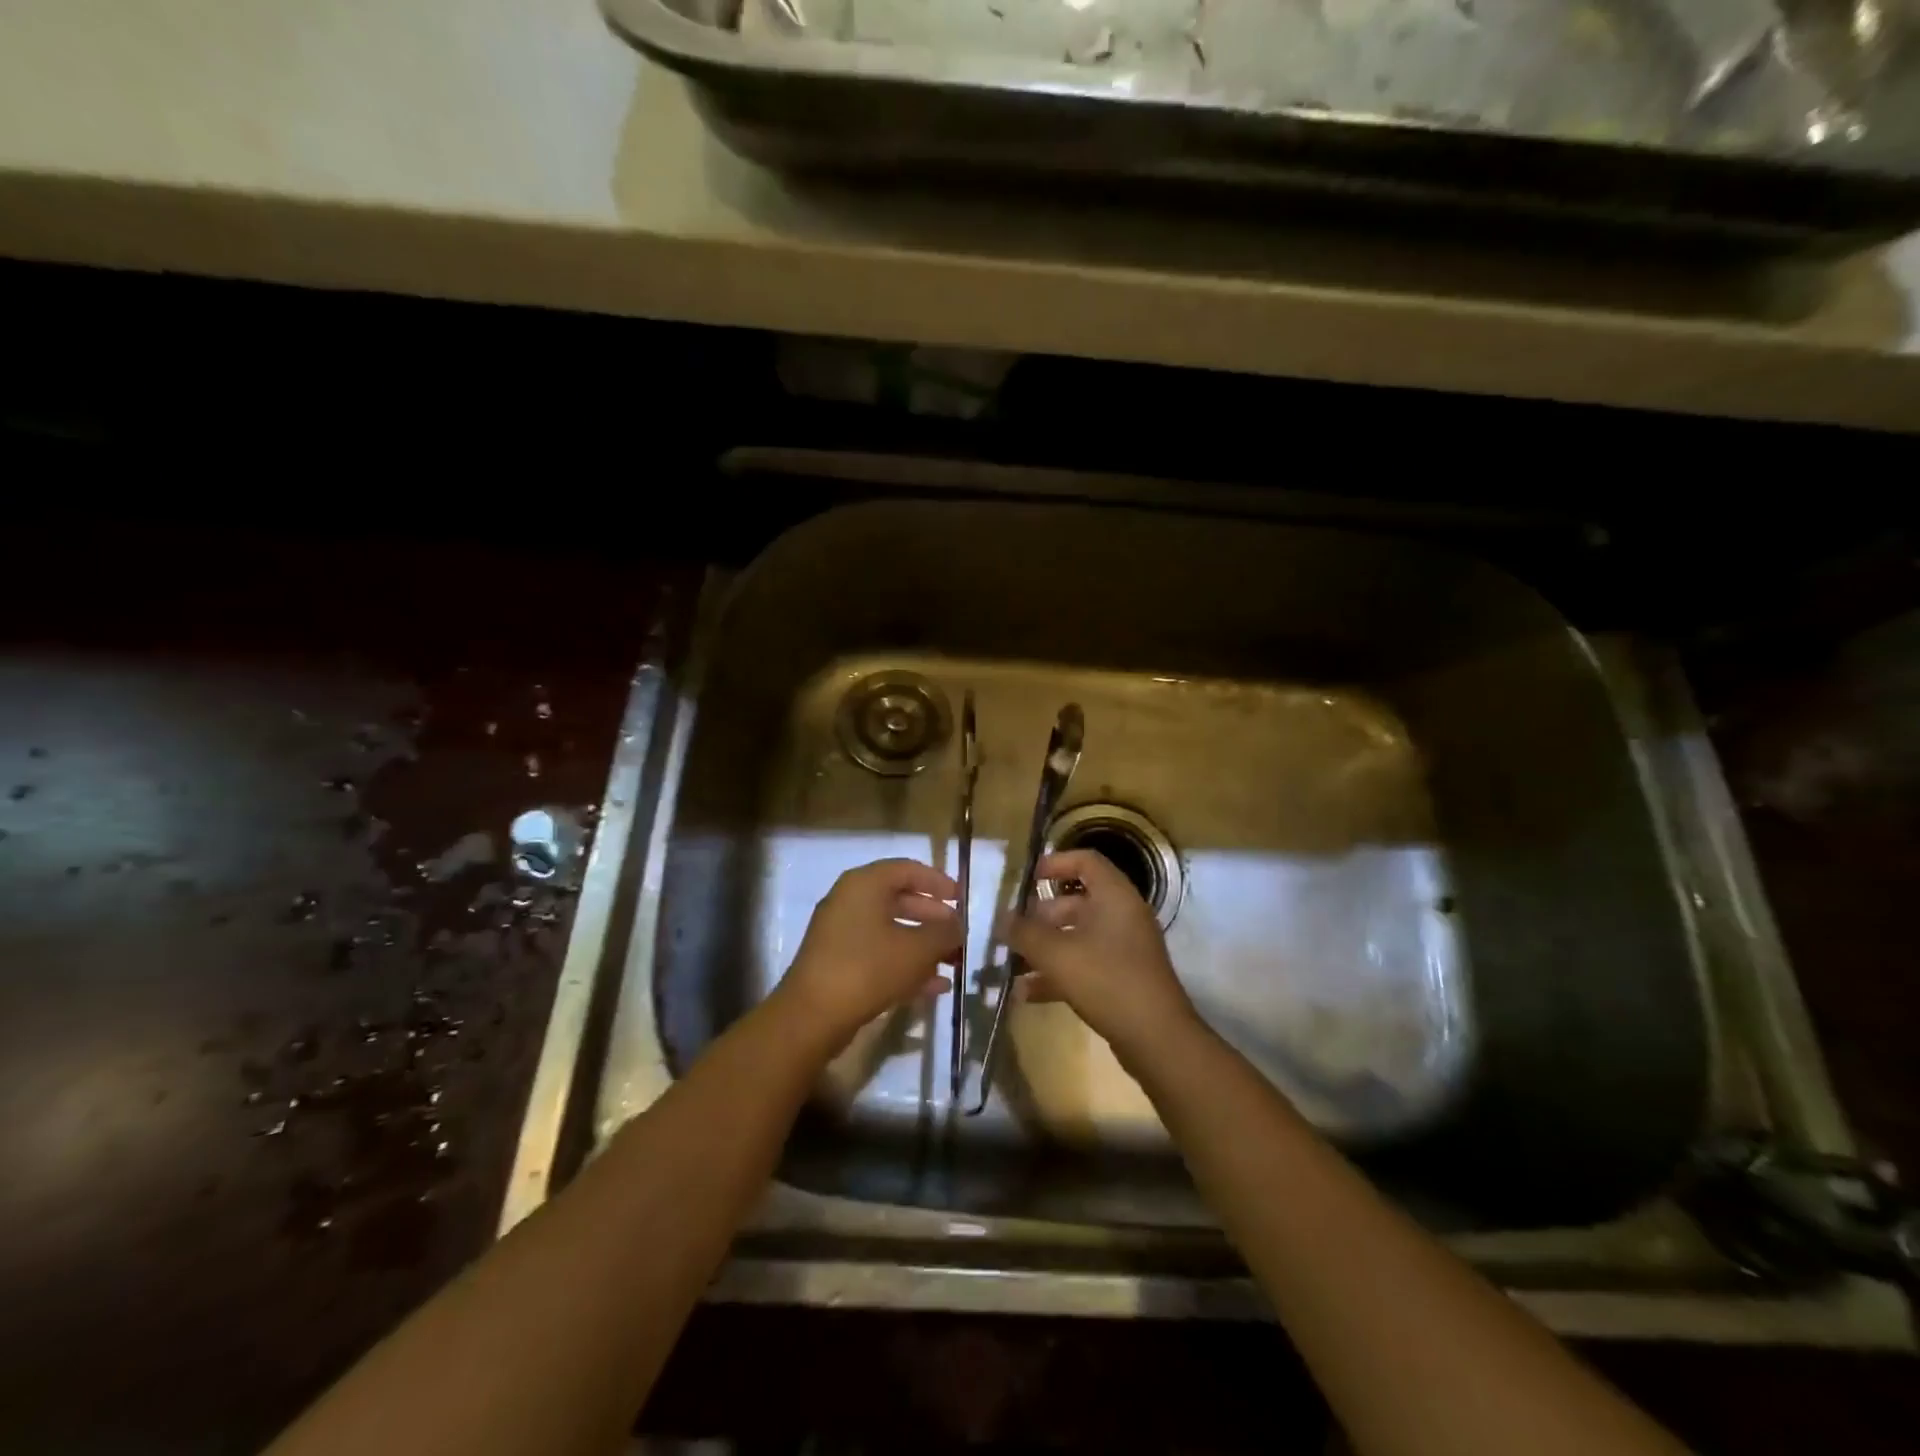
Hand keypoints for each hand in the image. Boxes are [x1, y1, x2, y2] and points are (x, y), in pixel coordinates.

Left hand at [776, 858, 960, 1047]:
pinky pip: (878, 954)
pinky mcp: (837, 963)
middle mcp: (849, 901)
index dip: (938, 882)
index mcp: (865, 884)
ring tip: (952, 963)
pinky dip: (905, 964)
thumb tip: (958, 925)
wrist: (812, 1016)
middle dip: (933, 918)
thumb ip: (944, 933)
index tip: (961, 900)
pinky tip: (934, 987)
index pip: (908, 869)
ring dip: (923, 946)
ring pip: (891, 930)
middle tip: (958, 934)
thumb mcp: (917, 949)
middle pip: (899, 900)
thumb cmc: (868, 968)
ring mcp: (840, 933)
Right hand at [1007, 849, 1199, 1066]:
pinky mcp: (1123, 978)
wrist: (1156, 1039)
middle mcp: (1122, 916)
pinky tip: (1027, 993)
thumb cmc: (1107, 981)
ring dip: (1045, 948)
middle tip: (1012, 929)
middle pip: (1077, 902)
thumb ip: (1025, 933)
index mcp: (1115, 896)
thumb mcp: (1057, 954)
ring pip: (1078, 936)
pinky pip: (1085, 965)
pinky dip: (1058, 974)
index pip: (1086, 861)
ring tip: (1012, 963)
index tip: (1027, 878)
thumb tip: (1002, 919)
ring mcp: (1125, 949)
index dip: (1056, 863)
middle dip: (1040, 916)